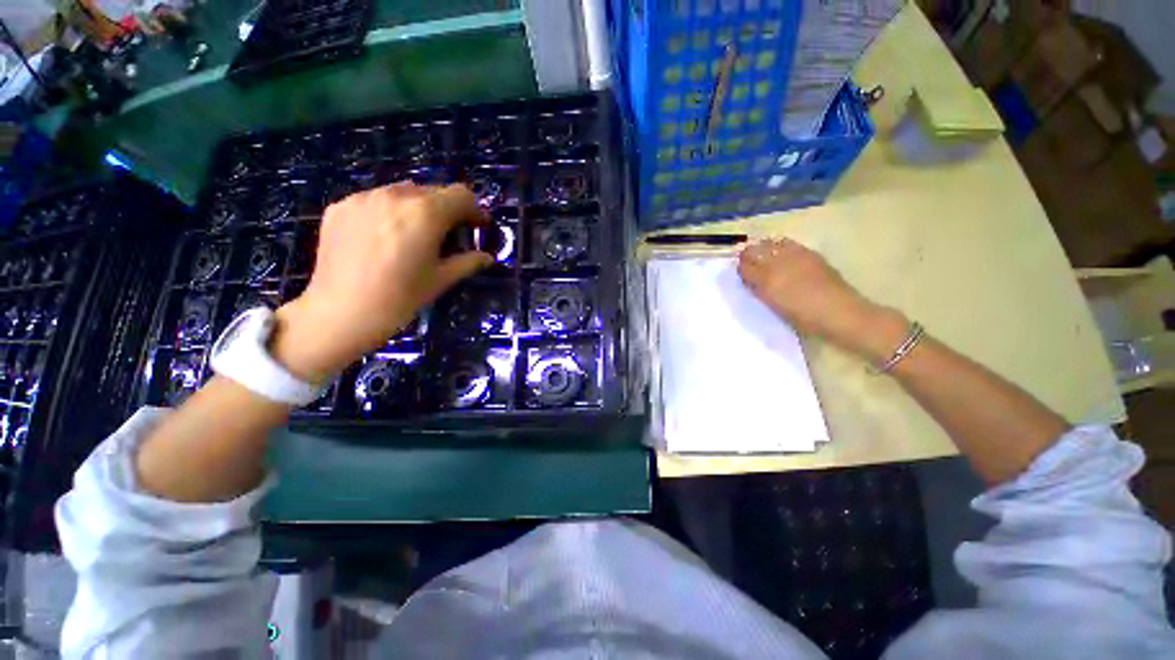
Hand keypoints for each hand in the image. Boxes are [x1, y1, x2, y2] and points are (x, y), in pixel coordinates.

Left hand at [272, 184, 492, 381]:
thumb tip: (487, 257)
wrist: (341, 313)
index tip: (478, 227)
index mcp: (425, 213)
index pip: (461, 195)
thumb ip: (468, 262)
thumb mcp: (442, 280)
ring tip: (416, 236)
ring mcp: (363, 198)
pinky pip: (376, 200)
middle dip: (448, 210)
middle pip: (433, 191)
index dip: (475, 210)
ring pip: (403, 192)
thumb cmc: (401, 298)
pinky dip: (390, 212)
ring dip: (419, 208)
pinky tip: (385, 238)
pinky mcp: (341, 207)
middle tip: (450, 235)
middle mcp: (395, 195)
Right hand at [738, 238, 905, 360]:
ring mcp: (796, 256)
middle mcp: (779, 262)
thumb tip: (748, 277)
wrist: (840, 314)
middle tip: (748, 262)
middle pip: (755, 249)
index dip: (740, 266)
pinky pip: (788, 244)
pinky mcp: (810, 254)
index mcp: (767, 280)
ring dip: (763, 248)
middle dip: (749, 254)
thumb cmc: (804, 317)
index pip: (745, 265)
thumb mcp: (773, 305)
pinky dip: (779, 246)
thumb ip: (758, 289)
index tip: (740, 271)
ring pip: (771, 243)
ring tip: (764, 256)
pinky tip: (782, 255)